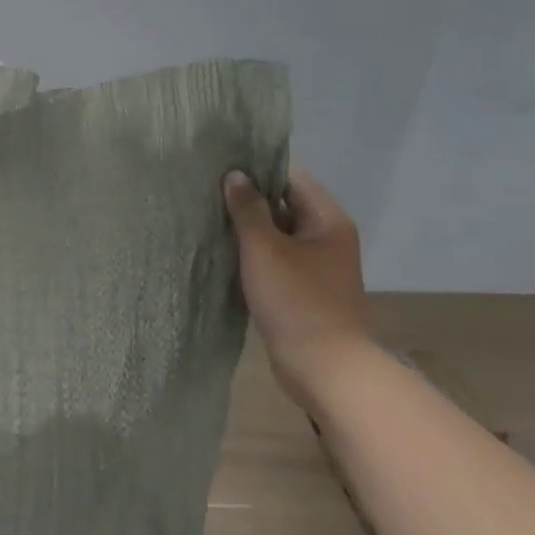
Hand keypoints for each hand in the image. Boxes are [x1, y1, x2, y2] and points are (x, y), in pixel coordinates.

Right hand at [223, 168, 371, 410]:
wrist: (323, 366)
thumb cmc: (296, 300)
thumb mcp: (264, 249)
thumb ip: (248, 210)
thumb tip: (235, 175)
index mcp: (327, 221)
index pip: (291, 178)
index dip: (258, 170)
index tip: (221, 168)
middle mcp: (327, 237)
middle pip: (285, 205)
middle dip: (249, 200)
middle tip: (207, 193)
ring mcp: (317, 265)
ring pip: (278, 234)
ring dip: (249, 229)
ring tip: (209, 220)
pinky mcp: (304, 289)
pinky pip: (276, 259)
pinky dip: (254, 255)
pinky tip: (224, 254)